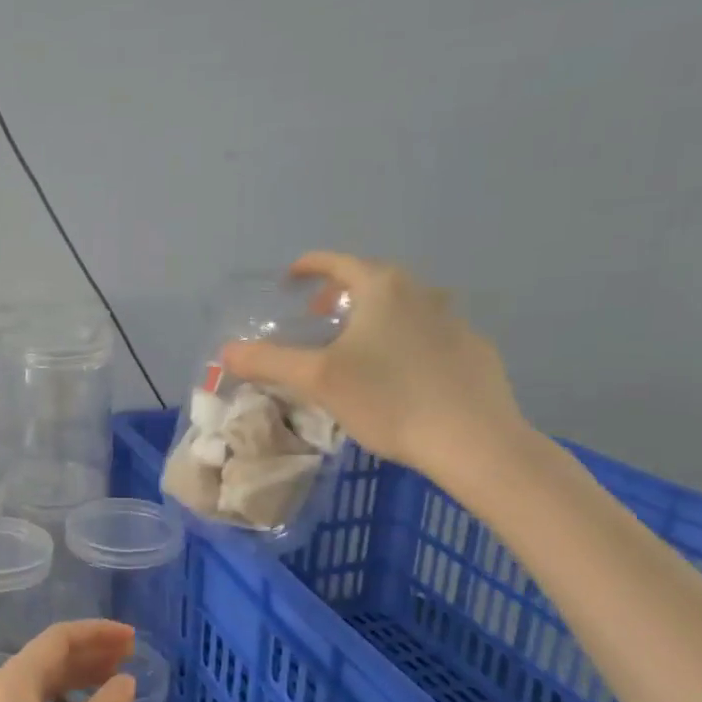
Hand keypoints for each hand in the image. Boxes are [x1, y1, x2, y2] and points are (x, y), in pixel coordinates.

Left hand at [0, 620, 136, 701]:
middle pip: (48, 660)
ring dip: (77, 681)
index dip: (97, 632)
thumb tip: (126, 681)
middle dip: (90, 654)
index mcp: (11, 682)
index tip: (133, 638)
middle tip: (130, 658)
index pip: (58, 639)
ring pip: (40, 687)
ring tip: (115, 683)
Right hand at [222, 250, 530, 486]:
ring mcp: (454, 320)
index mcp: (383, 288)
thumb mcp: (316, 380)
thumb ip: (268, 361)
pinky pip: (428, 333)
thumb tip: (226, 351)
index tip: (288, 279)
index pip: (338, 262)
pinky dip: (404, 340)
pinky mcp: (474, 351)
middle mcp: (422, 292)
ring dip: (375, 316)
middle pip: (373, 280)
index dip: (309, 266)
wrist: (472, 439)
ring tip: (356, 346)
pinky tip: (398, 375)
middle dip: (340, 293)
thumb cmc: (388, 399)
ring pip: (404, 306)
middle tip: (318, 318)